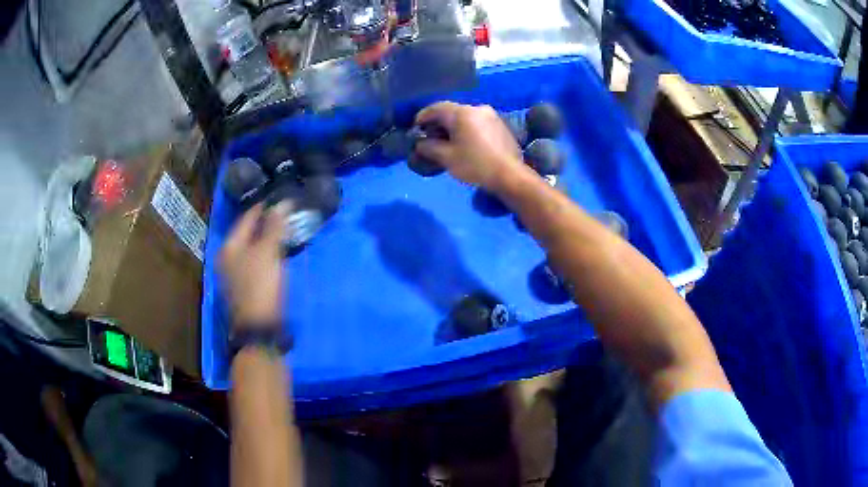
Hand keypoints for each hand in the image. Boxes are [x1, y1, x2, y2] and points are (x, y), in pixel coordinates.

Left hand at [220, 204, 287, 329]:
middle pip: (246, 233)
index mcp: (229, 246)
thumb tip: (283, 202)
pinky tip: (277, 253)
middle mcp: (226, 257)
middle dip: (265, 223)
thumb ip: (274, 226)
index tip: (281, 199)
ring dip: (266, 238)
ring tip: (285, 231)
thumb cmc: (260, 286)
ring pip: (250, 247)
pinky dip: (265, 253)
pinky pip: (254, 260)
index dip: (263, 207)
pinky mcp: (243, 285)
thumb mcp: (268, 253)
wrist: (258, 327)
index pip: (246, 218)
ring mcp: (233, 273)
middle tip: (285, 214)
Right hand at [414, 102, 529, 191]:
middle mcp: (477, 108)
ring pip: (465, 117)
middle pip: (451, 111)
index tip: (415, 128)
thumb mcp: (447, 158)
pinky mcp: (500, 125)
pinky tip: (464, 143)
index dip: (422, 117)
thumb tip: (420, 143)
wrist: (510, 175)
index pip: (436, 108)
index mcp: (462, 113)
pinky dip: (466, 129)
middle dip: (438, 122)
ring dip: (453, 126)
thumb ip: (429, 147)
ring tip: (446, 141)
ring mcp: (491, 116)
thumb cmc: (475, 165)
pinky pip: (477, 123)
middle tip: (429, 136)